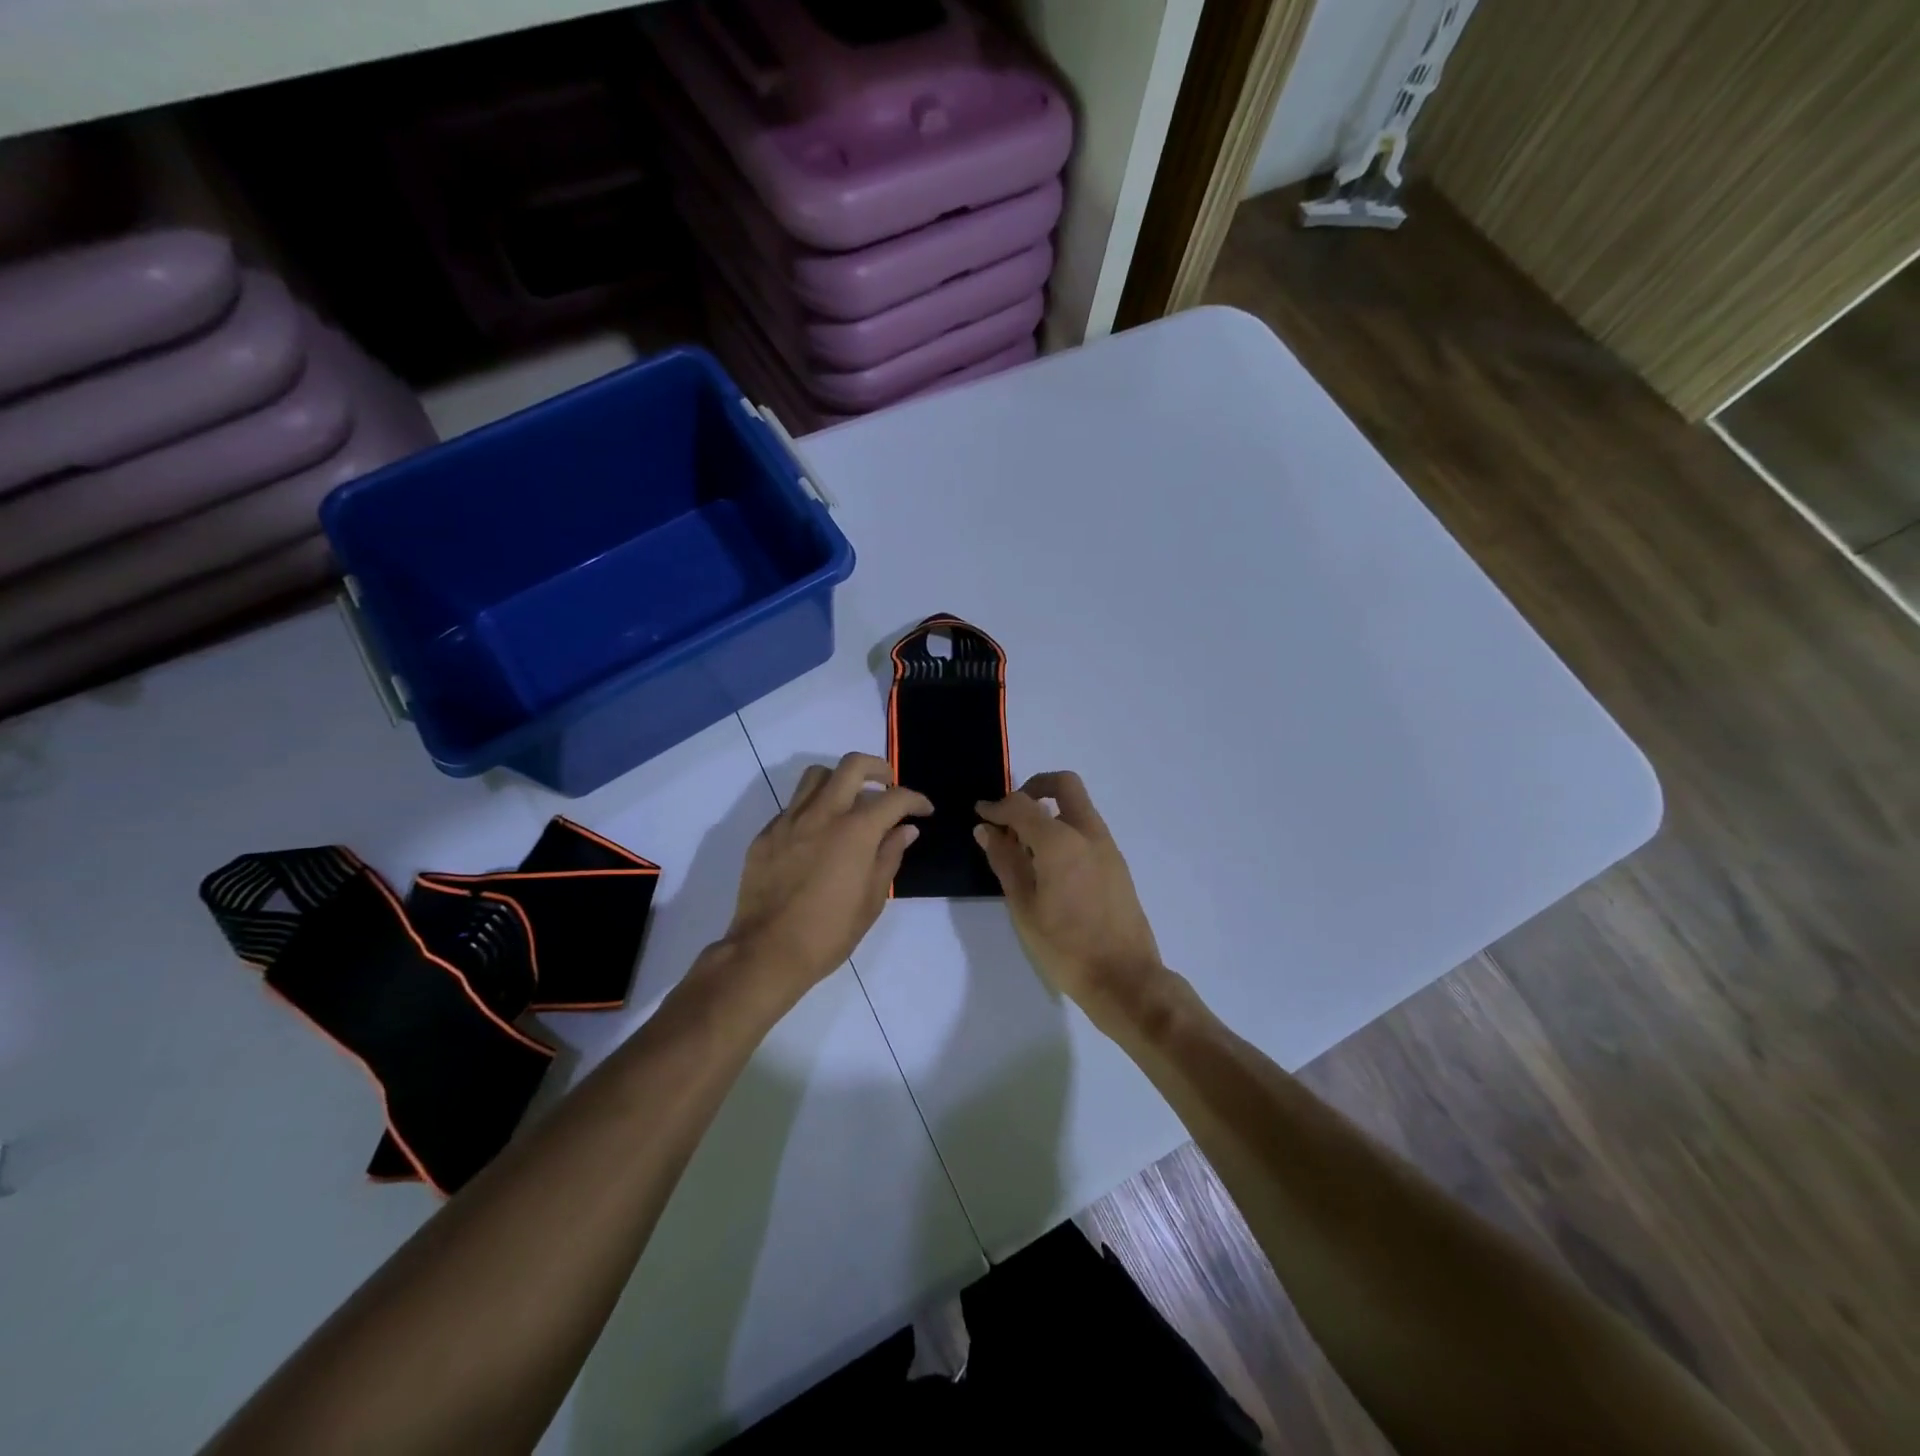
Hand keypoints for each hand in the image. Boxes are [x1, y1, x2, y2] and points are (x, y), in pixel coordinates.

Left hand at [721, 752, 930, 996]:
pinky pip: (794, 806)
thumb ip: (890, 856)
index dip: (915, 800)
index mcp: (855, 831)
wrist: (767, 952)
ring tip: (850, 801)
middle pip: (852, 765)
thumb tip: (905, 830)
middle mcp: (822, 814)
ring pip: (817, 775)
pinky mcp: (766, 834)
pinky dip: (813, 808)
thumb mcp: (873, 899)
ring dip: (840, 780)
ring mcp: (789, 821)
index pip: (894, 798)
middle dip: (878, 769)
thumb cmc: (830, 933)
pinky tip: (819, 834)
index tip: (924, 811)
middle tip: (888, 785)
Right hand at [974, 772, 1170, 1021]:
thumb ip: (1005, 861)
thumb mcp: (1024, 906)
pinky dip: (1065, 830)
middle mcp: (1088, 833)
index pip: (1022, 806)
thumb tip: (987, 830)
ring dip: (1050, 811)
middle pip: (1064, 785)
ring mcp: (1107, 847)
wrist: (1124, 978)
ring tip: (1025, 847)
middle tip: (1012, 814)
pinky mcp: (1117, 864)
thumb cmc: (1065, 946)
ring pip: (1078, 807)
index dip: (997, 806)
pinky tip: (1048, 866)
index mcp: (1060, 842)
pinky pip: (1087, 830)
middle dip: (1034, 788)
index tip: (981, 814)